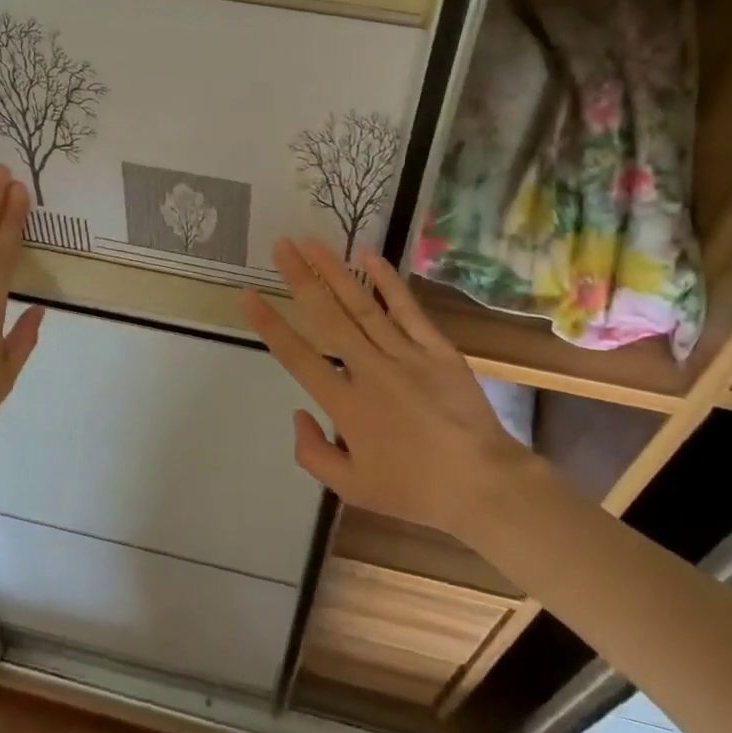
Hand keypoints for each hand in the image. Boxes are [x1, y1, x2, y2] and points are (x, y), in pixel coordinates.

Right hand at [244, 239, 540, 544]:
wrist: (483, 483)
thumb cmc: (415, 489)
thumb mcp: (352, 489)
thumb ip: (314, 454)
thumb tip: (298, 413)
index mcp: (346, 405)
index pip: (298, 357)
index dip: (270, 325)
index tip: (249, 295)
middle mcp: (369, 370)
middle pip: (327, 317)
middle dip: (300, 279)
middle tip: (281, 246)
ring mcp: (405, 354)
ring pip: (362, 305)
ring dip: (334, 271)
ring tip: (311, 243)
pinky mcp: (436, 348)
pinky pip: (407, 308)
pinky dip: (387, 281)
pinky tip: (369, 255)